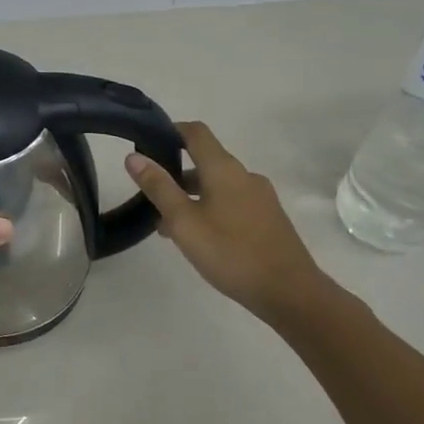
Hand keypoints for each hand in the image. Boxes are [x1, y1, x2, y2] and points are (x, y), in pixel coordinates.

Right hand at [126, 121, 339, 325]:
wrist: (290, 292)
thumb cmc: (231, 252)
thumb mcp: (184, 221)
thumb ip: (159, 187)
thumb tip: (134, 156)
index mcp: (224, 169)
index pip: (196, 132)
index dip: (171, 131)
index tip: (148, 142)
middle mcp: (245, 175)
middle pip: (206, 161)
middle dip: (176, 174)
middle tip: (151, 197)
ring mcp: (261, 197)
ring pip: (218, 186)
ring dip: (192, 196)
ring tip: (169, 226)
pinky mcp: (269, 218)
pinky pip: (232, 202)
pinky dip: (211, 209)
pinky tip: (201, 238)